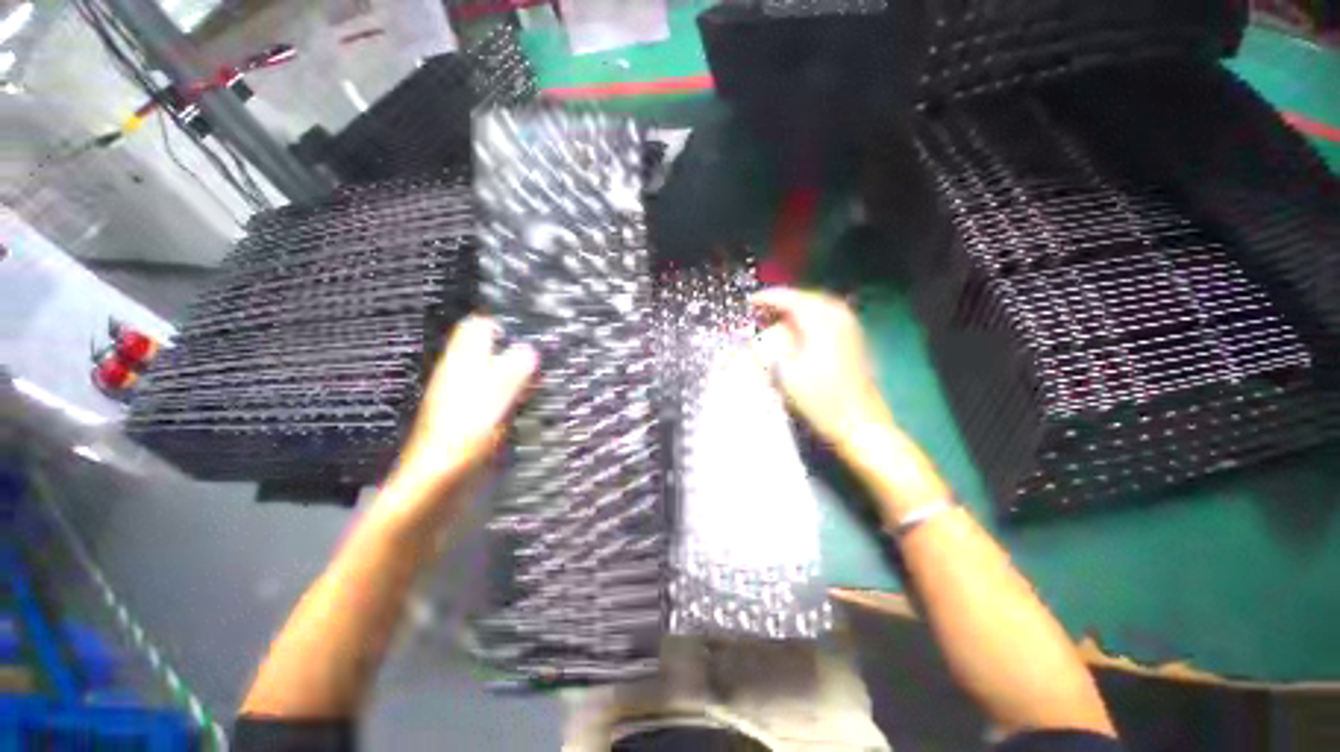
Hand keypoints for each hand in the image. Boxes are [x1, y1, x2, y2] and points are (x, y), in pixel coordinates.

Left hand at [385, 316, 537, 511]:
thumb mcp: (490, 405)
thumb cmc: (460, 445)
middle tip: (555, 350)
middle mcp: (463, 378)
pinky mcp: (477, 422)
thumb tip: (530, 348)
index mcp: (461, 367)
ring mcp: (469, 401)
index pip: (479, 327)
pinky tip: (539, 400)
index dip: (505, 322)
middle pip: (491, 349)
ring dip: (522, 371)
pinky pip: (502, 396)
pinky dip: (519, 393)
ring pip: (498, 373)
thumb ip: (510, 374)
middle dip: (519, 346)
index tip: (538, 326)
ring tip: (554, 371)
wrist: (435, 495)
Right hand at [751, 288, 894, 451]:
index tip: (749, 302)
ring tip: (778, 317)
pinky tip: (801, 330)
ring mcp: (851, 329)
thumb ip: (771, 347)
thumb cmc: (821, 401)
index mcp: (822, 323)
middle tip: (762, 309)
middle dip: (783, 301)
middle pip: (807, 298)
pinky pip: (829, 317)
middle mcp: (839, 318)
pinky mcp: (855, 341)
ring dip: (797, 309)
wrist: (860, 424)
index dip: (768, 298)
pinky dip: (811, 318)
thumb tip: (759, 333)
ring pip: (820, 307)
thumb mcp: (786, 374)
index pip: (791, 299)